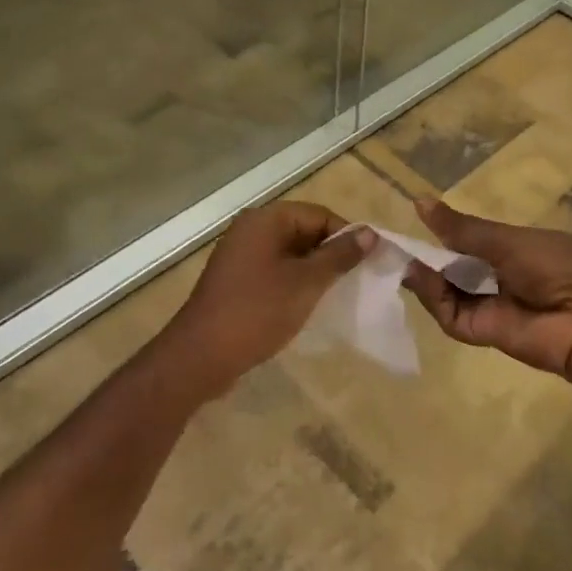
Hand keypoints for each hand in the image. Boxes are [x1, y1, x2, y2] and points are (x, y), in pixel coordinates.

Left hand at [162, 200, 373, 399]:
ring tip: (336, 294)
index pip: (319, 215)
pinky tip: (308, 304)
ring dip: (314, 270)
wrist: (201, 355)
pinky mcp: (236, 280)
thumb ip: (339, 256)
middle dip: (331, 254)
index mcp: (266, 220)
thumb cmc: (258, 312)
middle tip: (356, 280)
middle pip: (304, 231)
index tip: (369, 263)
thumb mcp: (306, 283)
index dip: (347, 236)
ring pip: (290, 253)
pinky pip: (274, 270)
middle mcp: (251, 229)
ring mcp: (240, 255)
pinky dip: (294, 282)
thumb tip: (369, 233)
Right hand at [400, 198, 571, 384]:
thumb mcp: (505, 239)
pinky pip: (449, 313)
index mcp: (511, 251)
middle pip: (451, 269)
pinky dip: (432, 295)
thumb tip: (418, 201)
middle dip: (425, 257)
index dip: (440, 235)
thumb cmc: (556, 263)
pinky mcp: (479, 332)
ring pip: (445, 291)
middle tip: (392, 243)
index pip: (466, 243)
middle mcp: (497, 278)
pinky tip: (417, 275)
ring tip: (402, 256)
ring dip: (424, 275)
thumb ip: (460, 228)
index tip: (410, 222)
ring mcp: (488, 306)